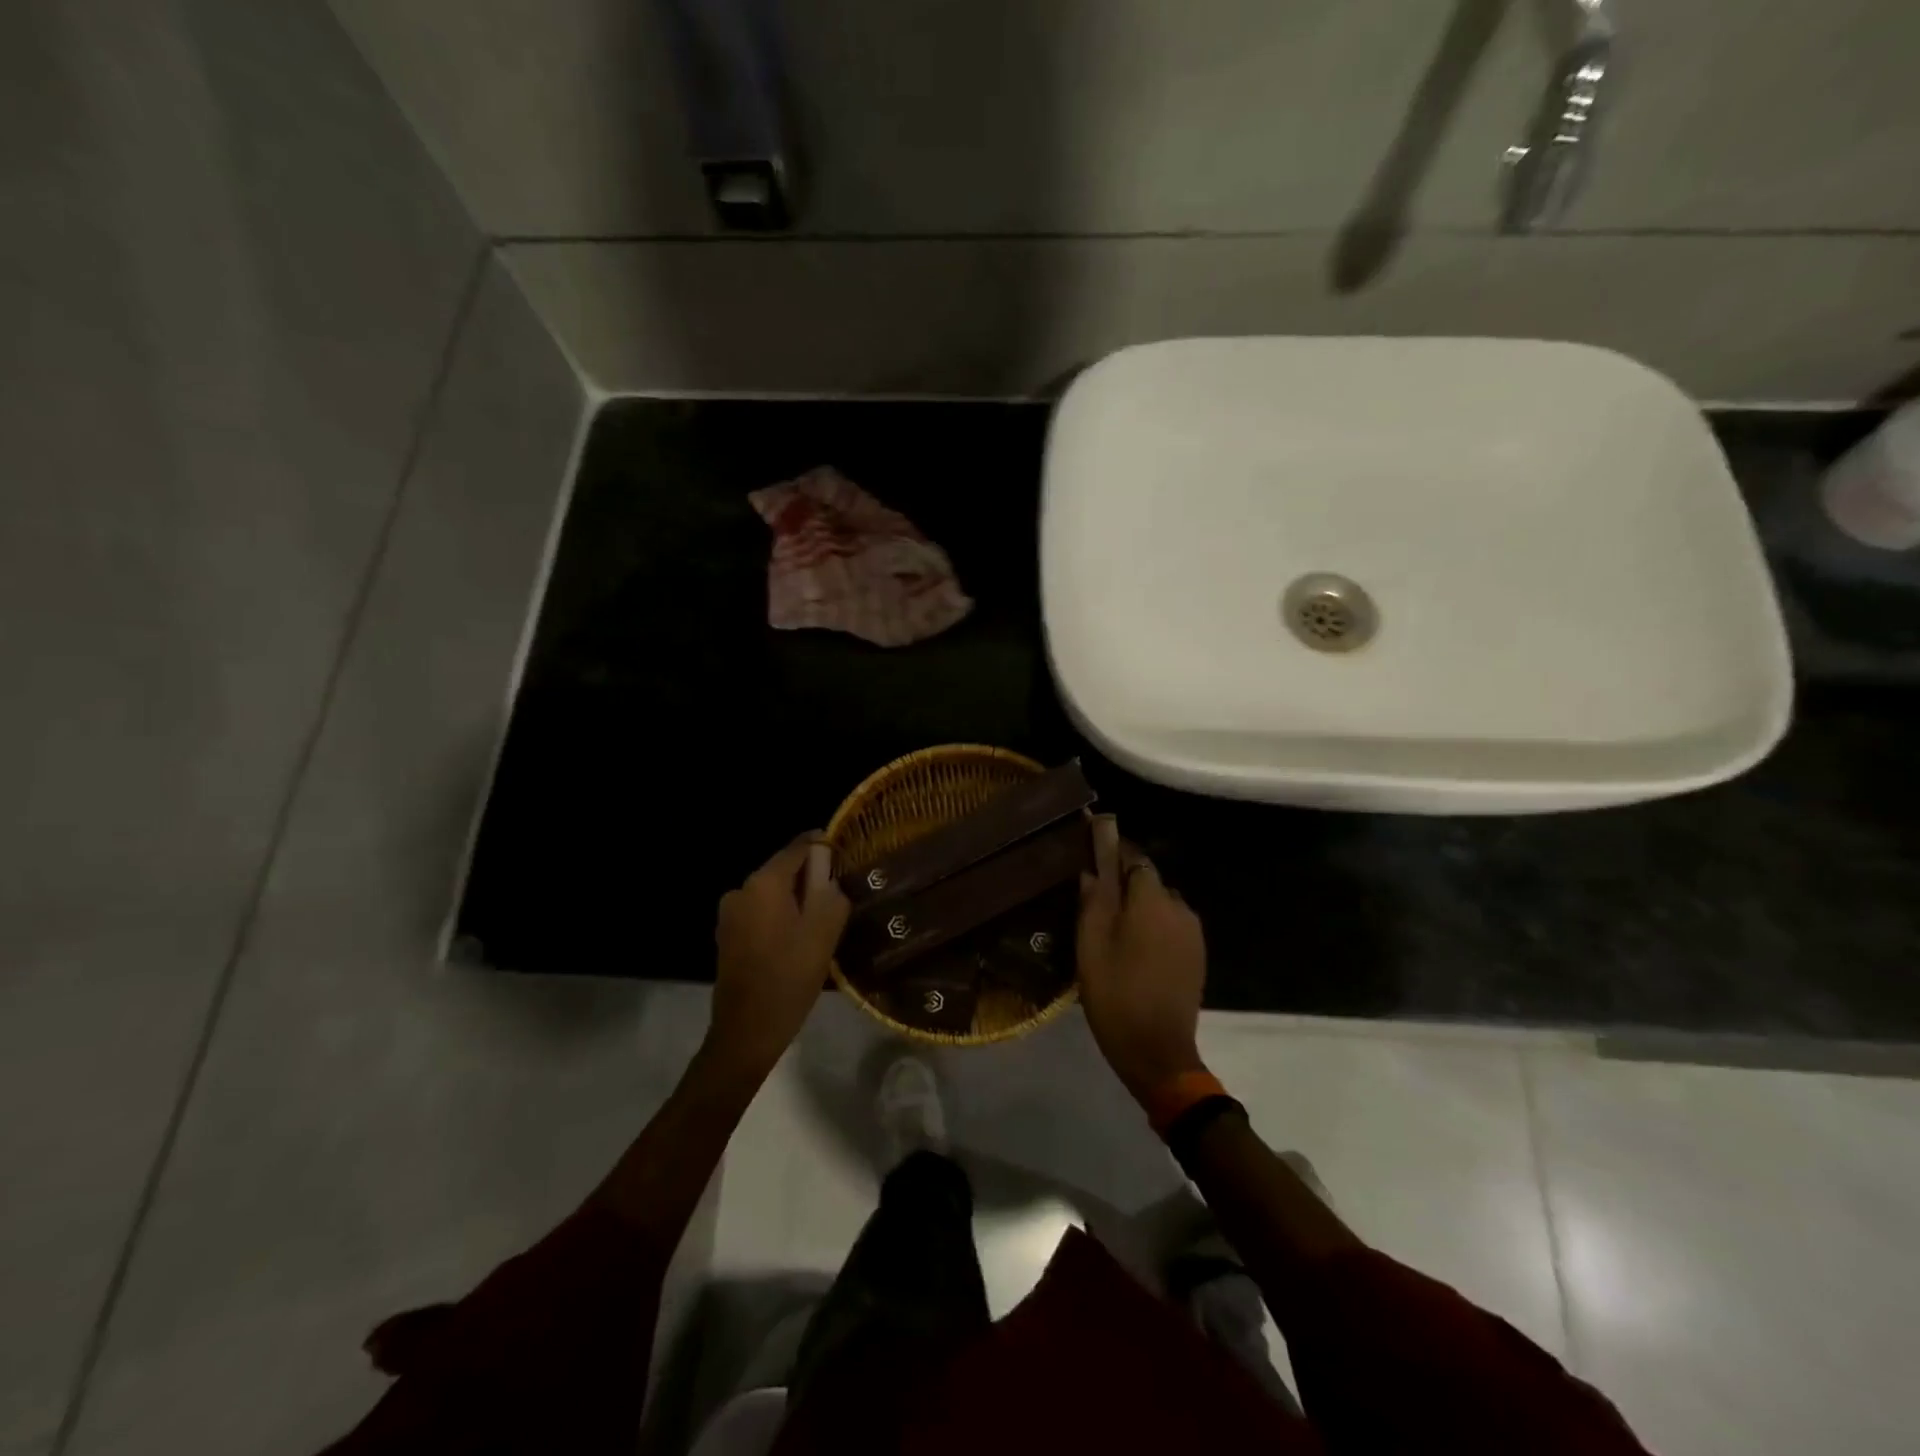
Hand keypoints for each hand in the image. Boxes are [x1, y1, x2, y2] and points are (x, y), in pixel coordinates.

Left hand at [706, 833, 849, 1077]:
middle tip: (840, 895)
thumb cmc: (789, 977)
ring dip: (797, 901)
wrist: (747, 1032)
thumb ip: (831, 893)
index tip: (845, 852)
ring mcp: (730, 914)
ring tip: (823, 921)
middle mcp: (741, 890)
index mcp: (764, 883)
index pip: (798, 848)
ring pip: (773, 895)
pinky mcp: (727, 936)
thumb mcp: (824, 932)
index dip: (822, 846)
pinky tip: (799, 940)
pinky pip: (761, 914)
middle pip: (784, 871)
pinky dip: (781, 918)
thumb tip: (829, 875)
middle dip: (811, 878)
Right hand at [1076, 815, 1208, 1104]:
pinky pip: (1171, 925)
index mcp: (1152, 899)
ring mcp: (1193, 933)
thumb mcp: (1091, 944)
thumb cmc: (1116, 993)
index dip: (1112, 849)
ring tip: (1112, 925)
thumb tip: (1093, 868)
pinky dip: (1153, 925)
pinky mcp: (1197, 955)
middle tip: (1095, 897)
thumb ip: (1092, 899)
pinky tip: (1134, 946)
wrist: (1158, 1051)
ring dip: (1139, 906)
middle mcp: (1179, 907)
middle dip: (1124, 881)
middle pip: (1148, 880)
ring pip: (1160, 903)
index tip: (1092, 847)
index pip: (1133, 856)